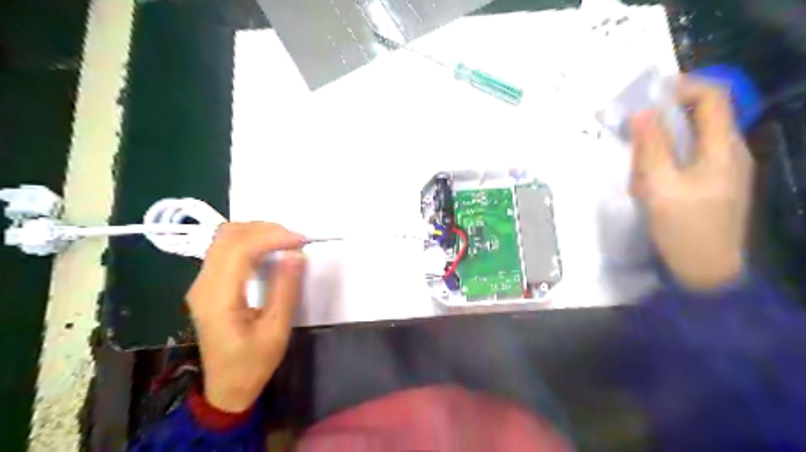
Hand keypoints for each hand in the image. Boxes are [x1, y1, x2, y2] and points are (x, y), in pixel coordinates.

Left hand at [187, 223, 307, 412]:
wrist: (225, 388)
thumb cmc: (253, 363)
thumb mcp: (276, 331)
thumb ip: (285, 289)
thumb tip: (296, 254)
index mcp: (217, 298)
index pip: (238, 249)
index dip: (270, 236)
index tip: (300, 240)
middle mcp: (203, 284)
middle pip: (227, 236)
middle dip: (265, 229)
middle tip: (296, 239)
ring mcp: (201, 282)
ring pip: (224, 238)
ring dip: (257, 232)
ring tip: (286, 242)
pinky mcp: (207, 284)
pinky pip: (225, 249)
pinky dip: (250, 241)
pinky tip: (269, 250)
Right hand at [630, 76, 756, 289]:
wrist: (707, 272)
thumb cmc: (684, 229)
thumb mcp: (660, 187)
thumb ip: (650, 148)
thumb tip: (641, 112)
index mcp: (722, 148)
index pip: (711, 97)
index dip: (681, 87)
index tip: (646, 97)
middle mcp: (728, 152)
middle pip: (698, 118)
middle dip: (662, 123)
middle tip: (633, 140)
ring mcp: (722, 170)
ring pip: (689, 140)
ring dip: (660, 147)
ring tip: (638, 174)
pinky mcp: (711, 185)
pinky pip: (686, 160)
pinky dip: (665, 162)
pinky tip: (649, 185)